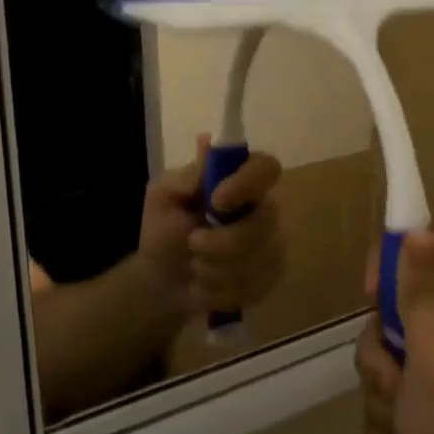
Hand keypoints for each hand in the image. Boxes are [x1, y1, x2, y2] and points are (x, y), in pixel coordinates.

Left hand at [139, 136, 284, 316]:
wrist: (161, 281)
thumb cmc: (164, 230)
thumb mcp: (162, 197)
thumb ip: (185, 175)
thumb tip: (206, 142)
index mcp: (240, 179)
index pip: (266, 167)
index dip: (248, 182)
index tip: (217, 200)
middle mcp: (263, 207)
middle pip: (264, 222)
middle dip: (221, 242)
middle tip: (191, 243)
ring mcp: (272, 243)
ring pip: (257, 259)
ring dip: (214, 268)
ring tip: (194, 266)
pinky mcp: (271, 275)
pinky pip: (254, 286)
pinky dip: (220, 290)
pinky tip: (206, 286)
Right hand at [355, 232, 433, 433]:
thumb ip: (423, 291)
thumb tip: (416, 229)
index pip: (428, 248)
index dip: (394, 263)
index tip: (371, 296)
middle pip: (398, 305)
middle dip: (383, 351)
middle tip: (398, 383)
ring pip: (385, 354)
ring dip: (383, 393)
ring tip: (406, 427)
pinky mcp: (432, 403)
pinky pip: (389, 392)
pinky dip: (390, 420)